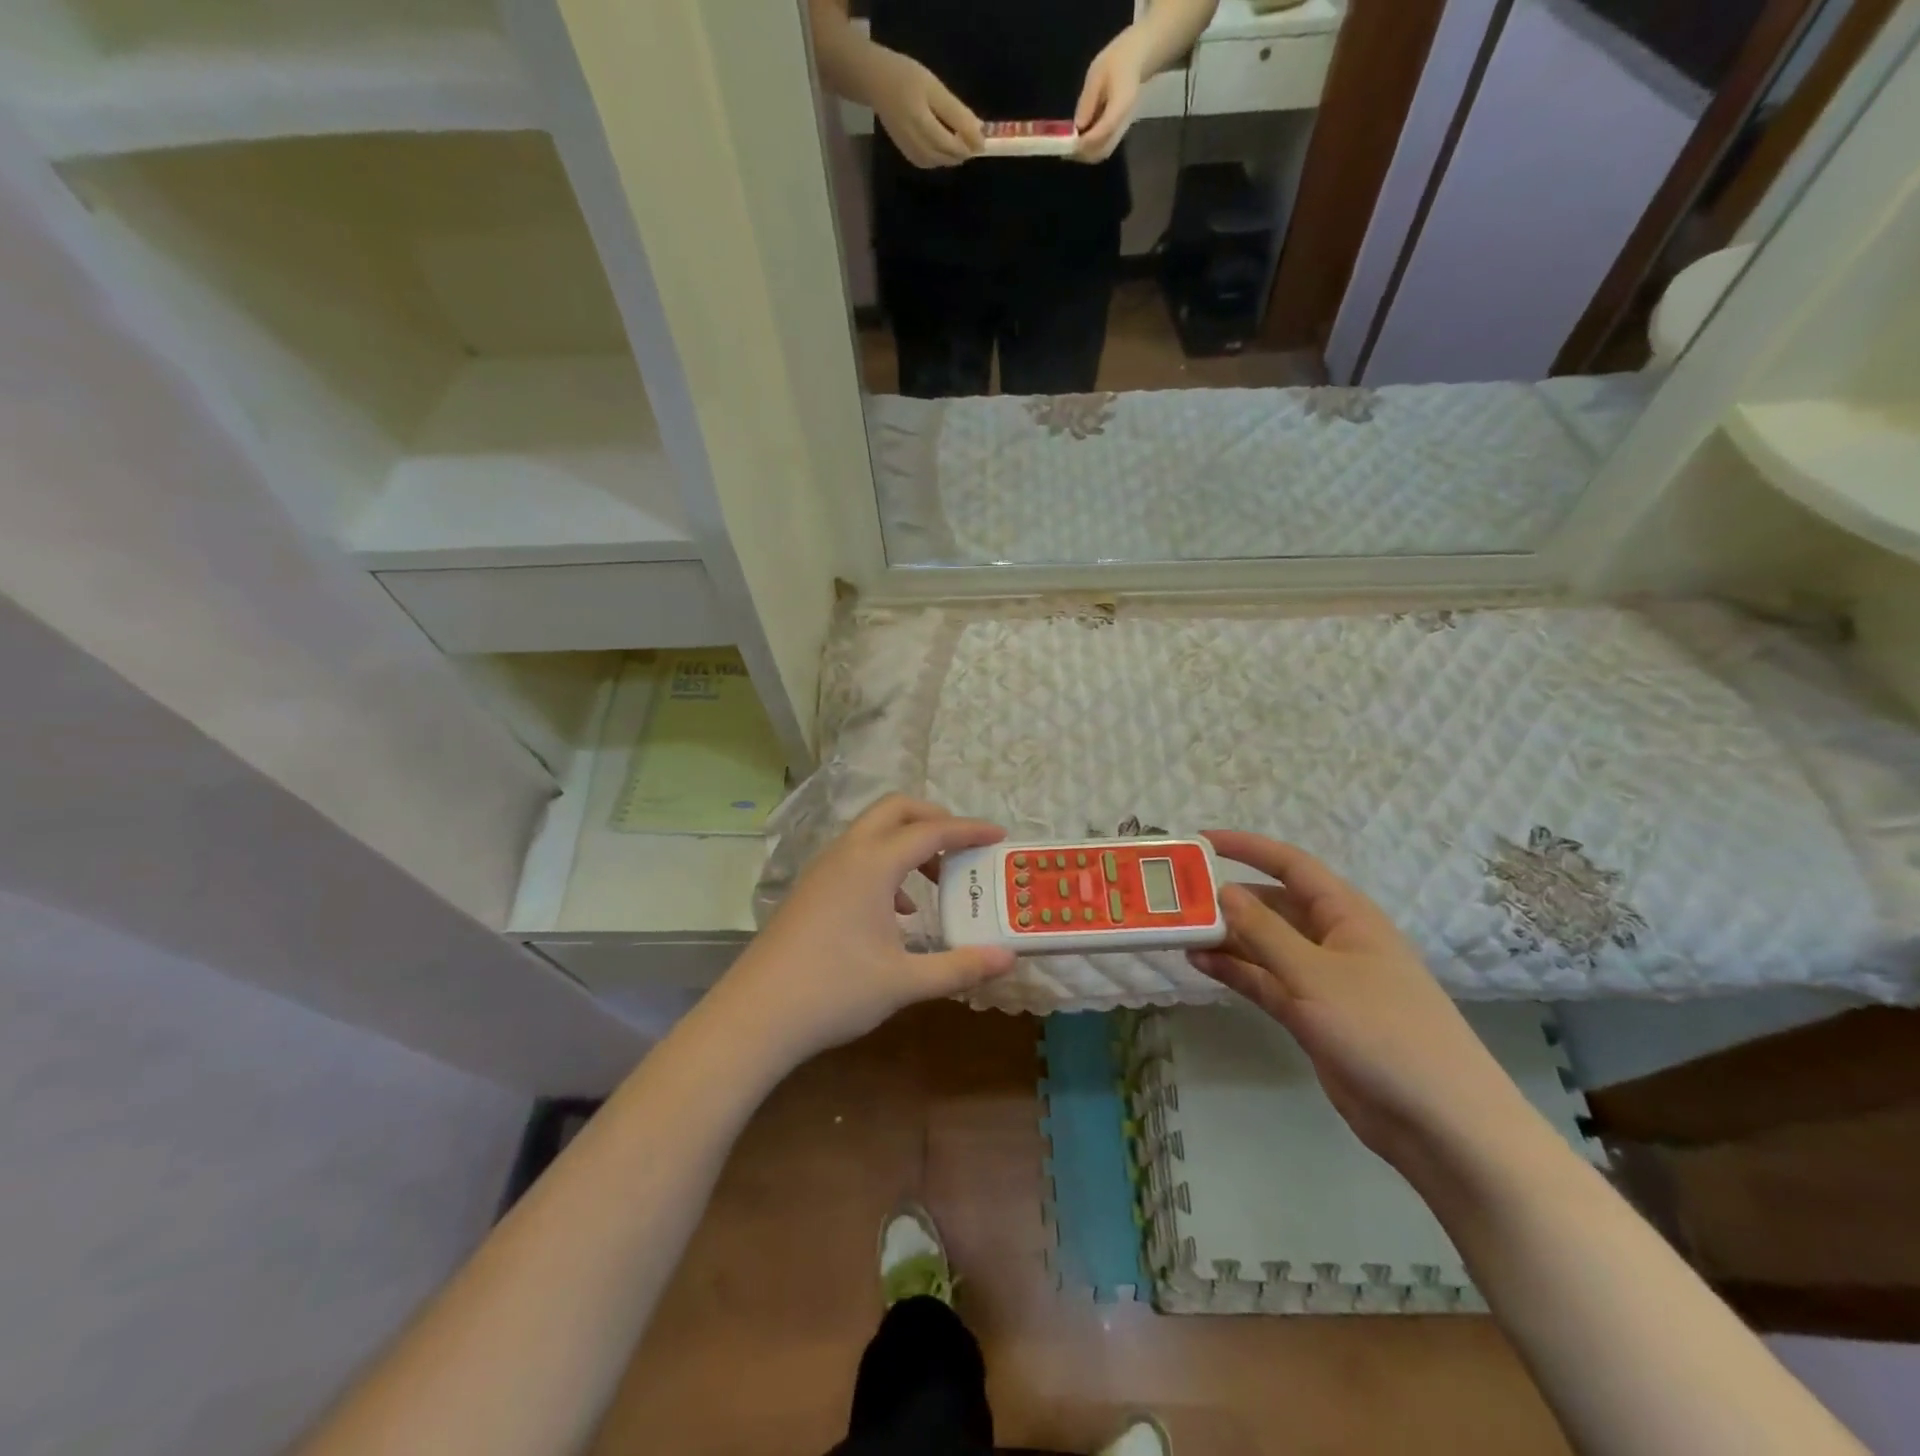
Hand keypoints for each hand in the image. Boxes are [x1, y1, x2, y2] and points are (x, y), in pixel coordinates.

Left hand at [709, 796, 1014, 1065]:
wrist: (755, 1016)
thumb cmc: (834, 992)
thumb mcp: (904, 982)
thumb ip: (959, 967)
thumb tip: (1007, 959)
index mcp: (872, 864)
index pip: (930, 831)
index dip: (968, 830)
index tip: (999, 835)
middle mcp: (847, 853)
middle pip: (895, 809)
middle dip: (934, 818)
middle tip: (964, 846)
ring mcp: (823, 869)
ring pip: (873, 832)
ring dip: (908, 843)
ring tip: (937, 882)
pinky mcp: (811, 888)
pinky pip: (856, 856)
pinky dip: (886, 866)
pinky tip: (899, 912)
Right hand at [867, 46, 983, 167]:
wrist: (876, 83)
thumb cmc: (906, 77)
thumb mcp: (935, 88)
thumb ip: (956, 113)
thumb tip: (979, 133)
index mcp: (923, 125)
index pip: (953, 145)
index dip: (970, 144)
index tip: (983, 139)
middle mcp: (916, 145)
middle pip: (948, 157)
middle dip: (963, 151)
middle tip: (974, 140)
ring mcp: (911, 153)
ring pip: (940, 163)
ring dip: (953, 156)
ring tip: (961, 141)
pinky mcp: (908, 155)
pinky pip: (930, 163)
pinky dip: (941, 157)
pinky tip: (944, 146)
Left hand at [1074, 26, 1150, 161]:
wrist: (1135, 60)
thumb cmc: (1115, 61)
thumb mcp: (1097, 73)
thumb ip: (1087, 100)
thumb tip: (1077, 127)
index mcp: (1122, 103)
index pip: (1105, 129)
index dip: (1087, 140)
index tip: (1070, 144)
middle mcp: (1124, 122)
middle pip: (1103, 149)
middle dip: (1083, 153)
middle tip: (1065, 150)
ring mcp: (1122, 130)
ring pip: (1103, 152)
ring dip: (1085, 155)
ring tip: (1069, 148)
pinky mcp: (1118, 133)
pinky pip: (1103, 148)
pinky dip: (1090, 151)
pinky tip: (1079, 144)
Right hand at [1188, 832, 1532, 1171]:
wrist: (1440, 1124)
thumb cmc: (1382, 1032)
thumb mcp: (1315, 975)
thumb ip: (1264, 932)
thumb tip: (1224, 891)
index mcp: (1346, 915)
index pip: (1290, 866)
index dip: (1247, 848)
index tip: (1200, 842)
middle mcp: (1332, 940)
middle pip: (1272, 906)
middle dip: (1228, 899)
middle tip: (1177, 897)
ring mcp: (1322, 981)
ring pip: (1264, 946)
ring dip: (1226, 937)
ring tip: (1178, 931)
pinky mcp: (1312, 1016)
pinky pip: (1265, 981)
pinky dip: (1235, 971)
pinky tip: (1199, 964)